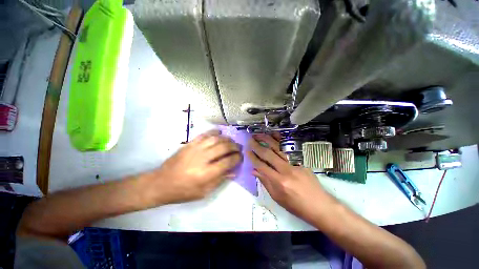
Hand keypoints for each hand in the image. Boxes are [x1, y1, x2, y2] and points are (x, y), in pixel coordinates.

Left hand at [147, 130, 242, 204]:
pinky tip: (219, 133)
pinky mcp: (189, 144)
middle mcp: (202, 158)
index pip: (228, 161)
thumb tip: (234, 171)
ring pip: (216, 139)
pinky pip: (204, 135)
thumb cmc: (183, 191)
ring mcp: (195, 149)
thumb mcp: (204, 191)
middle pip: (224, 147)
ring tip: (231, 142)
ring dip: (226, 139)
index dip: (237, 158)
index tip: (241, 157)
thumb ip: (220, 180)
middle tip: (238, 148)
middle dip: (234, 147)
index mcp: (206, 173)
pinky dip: (214, 132)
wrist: (161, 183)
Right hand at [247, 133, 334, 221]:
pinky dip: (280, 141)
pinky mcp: (302, 161)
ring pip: (278, 148)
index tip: (247, 151)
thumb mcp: (278, 198)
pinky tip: (274, 135)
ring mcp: (295, 164)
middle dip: (257, 146)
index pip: (262, 166)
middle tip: (250, 139)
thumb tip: (254, 171)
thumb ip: (265, 182)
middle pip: (268, 155)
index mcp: (279, 182)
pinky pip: (288, 149)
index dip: (253, 158)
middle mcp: (286, 170)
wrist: (320, 206)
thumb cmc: (296, 206)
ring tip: (259, 135)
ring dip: (267, 140)